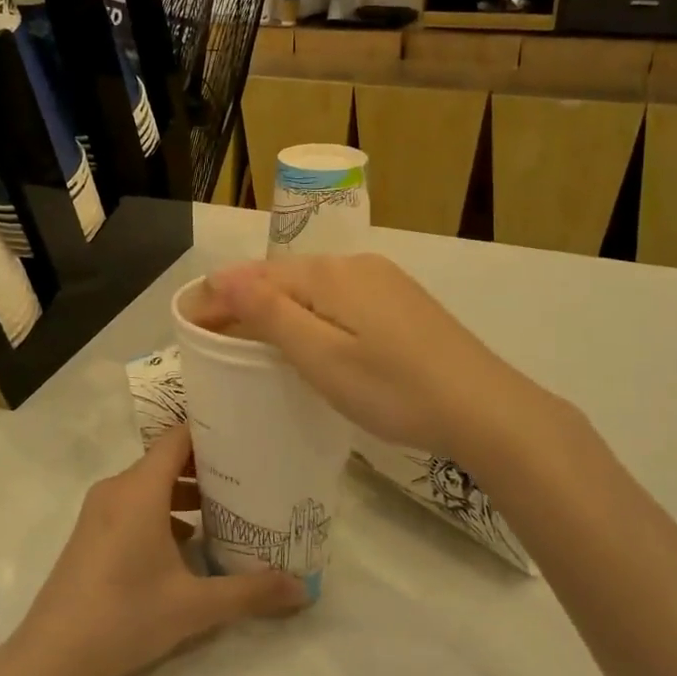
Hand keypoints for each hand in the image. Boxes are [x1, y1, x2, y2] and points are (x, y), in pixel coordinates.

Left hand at [13, 426, 307, 675]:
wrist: (51, 656)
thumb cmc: (125, 616)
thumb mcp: (194, 606)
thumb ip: (250, 592)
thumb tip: (303, 589)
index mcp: (140, 489)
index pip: (178, 438)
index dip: (211, 431)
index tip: (247, 436)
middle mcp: (117, 488)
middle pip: (166, 459)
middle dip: (206, 466)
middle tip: (249, 476)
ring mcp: (99, 510)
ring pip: (149, 484)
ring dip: (185, 492)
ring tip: (225, 509)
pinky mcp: (91, 532)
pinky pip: (133, 504)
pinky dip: (162, 510)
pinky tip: (187, 543)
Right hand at [196, 254, 573, 462]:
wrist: (486, 409)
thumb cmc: (393, 389)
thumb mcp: (321, 356)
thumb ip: (270, 312)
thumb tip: (222, 275)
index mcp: (329, 274)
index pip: (256, 277)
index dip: (220, 298)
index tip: (190, 324)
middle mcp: (355, 265)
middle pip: (284, 277)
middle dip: (245, 301)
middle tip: (215, 335)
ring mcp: (384, 282)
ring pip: (313, 288)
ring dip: (278, 307)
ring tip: (253, 339)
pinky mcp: (403, 303)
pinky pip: (340, 298)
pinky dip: (311, 314)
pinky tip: (311, 338)